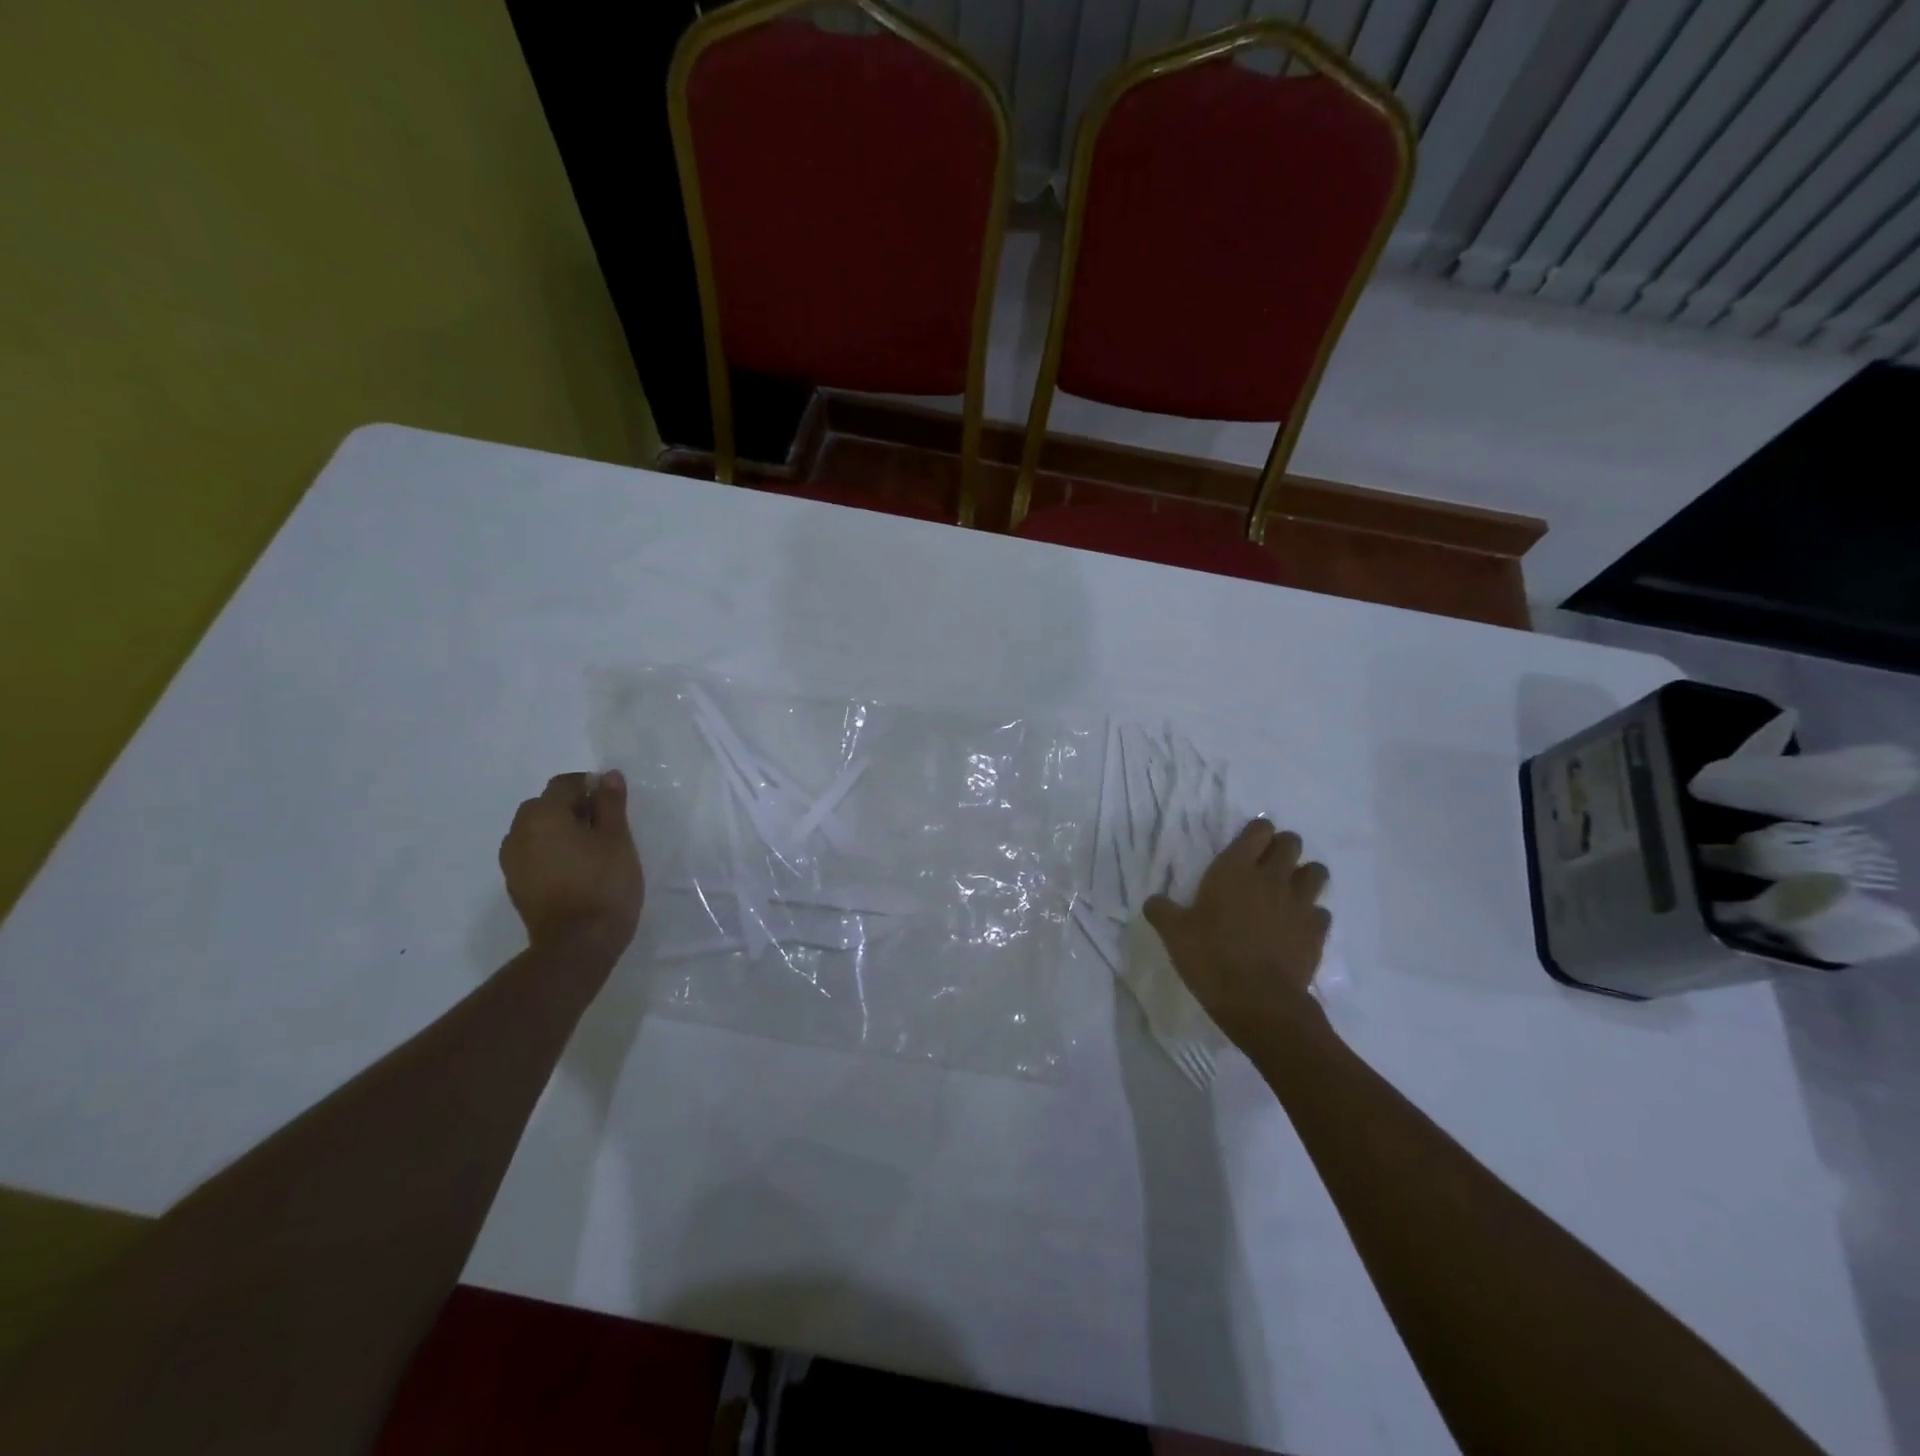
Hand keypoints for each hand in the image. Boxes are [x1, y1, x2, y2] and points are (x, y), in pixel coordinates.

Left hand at [499, 771, 644, 959]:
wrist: (576, 945)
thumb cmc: (604, 883)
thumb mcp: (617, 838)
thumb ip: (611, 803)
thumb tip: (607, 775)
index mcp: (543, 815)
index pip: (564, 784)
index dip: (590, 786)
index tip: (613, 802)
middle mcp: (519, 833)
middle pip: (545, 806)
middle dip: (572, 807)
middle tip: (605, 826)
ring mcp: (512, 862)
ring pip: (536, 831)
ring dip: (559, 830)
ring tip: (590, 849)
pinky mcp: (516, 886)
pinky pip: (533, 854)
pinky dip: (551, 852)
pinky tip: (576, 870)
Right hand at [1144, 818, 1330, 1045]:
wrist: (1258, 1001)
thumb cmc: (1211, 958)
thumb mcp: (1173, 934)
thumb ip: (1162, 911)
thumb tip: (1153, 901)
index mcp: (1234, 870)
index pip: (1258, 830)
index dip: (1256, 831)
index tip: (1248, 844)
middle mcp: (1271, 878)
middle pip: (1291, 843)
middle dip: (1283, 847)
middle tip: (1268, 864)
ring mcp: (1299, 904)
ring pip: (1316, 872)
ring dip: (1305, 876)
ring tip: (1289, 890)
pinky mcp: (1316, 932)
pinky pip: (1321, 912)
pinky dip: (1312, 915)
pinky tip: (1297, 927)